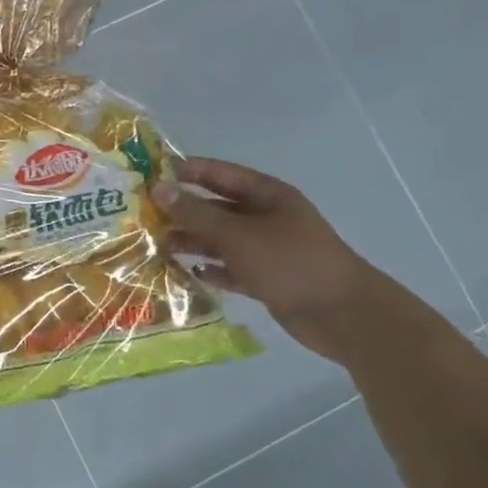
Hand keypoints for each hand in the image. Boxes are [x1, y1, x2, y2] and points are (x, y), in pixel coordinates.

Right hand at [155, 158, 398, 356]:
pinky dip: (210, 269)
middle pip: (216, 207)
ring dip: (192, 241)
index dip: (187, 171)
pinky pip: (229, 267)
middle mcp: (266, 218)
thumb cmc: (290, 262)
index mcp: (267, 196)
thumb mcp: (237, 234)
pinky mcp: (266, 278)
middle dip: (183, 210)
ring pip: (220, 239)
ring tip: (156, 245)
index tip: (150, 174)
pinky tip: (186, 272)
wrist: (344, 316)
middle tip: (143, 213)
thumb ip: (195, 213)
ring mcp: (266, 249)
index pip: (220, 174)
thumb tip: (157, 189)